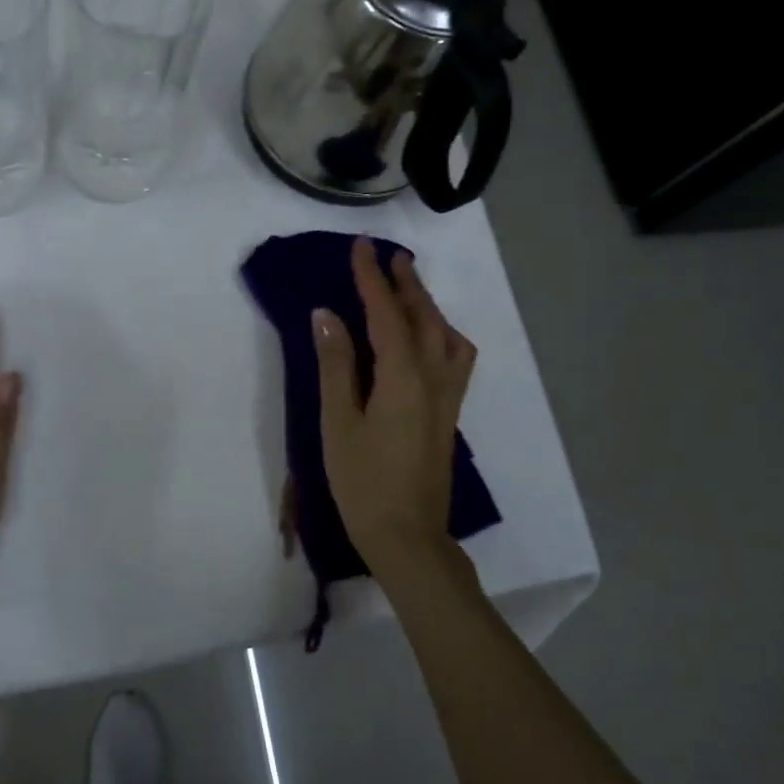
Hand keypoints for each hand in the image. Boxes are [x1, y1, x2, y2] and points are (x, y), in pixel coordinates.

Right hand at [312, 237, 476, 571]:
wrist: (407, 537)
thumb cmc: (363, 482)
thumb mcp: (337, 423)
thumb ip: (335, 365)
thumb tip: (327, 314)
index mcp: (402, 377)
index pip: (386, 314)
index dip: (371, 278)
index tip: (361, 246)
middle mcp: (433, 378)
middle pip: (424, 318)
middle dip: (406, 284)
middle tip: (390, 256)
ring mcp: (447, 398)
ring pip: (446, 336)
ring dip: (428, 307)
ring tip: (409, 292)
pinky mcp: (449, 415)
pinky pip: (455, 359)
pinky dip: (442, 334)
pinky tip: (429, 341)